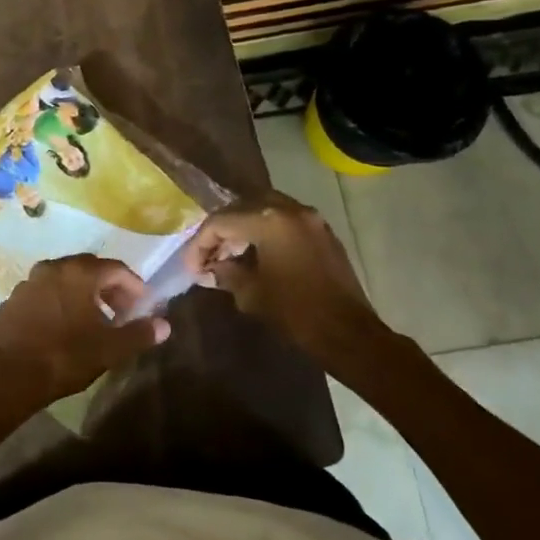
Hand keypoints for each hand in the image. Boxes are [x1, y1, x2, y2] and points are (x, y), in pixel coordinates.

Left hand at [0, 255, 169, 417]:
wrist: (8, 375)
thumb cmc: (64, 356)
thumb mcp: (109, 349)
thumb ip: (139, 334)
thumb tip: (164, 324)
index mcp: (79, 272)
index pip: (116, 268)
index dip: (133, 285)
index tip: (142, 304)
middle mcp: (53, 267)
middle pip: (89, 268)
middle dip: (108, 287)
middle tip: (121, 311)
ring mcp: (29, 281)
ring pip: (65, 279)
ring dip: (83, 293)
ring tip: (93, 320)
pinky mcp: (13, 298)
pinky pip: (45, 292)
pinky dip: (60, 300)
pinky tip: (64, 325)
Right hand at [182, 193, 384, 356]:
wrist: (348, 332)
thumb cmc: (295, 312)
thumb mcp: (250, 293)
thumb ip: (224, 273)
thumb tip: (210, 269)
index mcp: (269, 222)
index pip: (221, 221)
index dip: (200, 243)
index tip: (192, 267)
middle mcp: (290, 209)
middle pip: (242, 207)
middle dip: (221, 230)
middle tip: (208, 255)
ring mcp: (310, 218)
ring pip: (265, 209)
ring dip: (243, 227)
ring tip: (229, 254)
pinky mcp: (322, 231)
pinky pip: (285, 219)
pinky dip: (266, 230)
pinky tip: (256, 254)